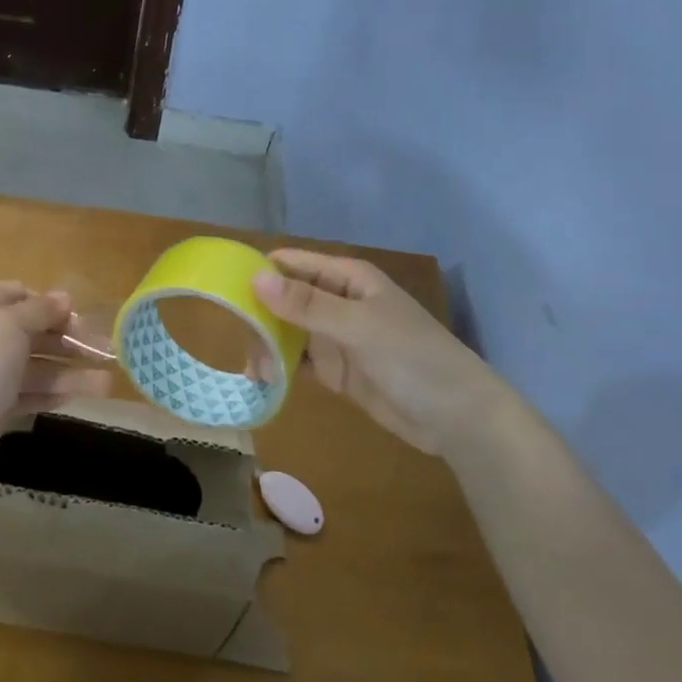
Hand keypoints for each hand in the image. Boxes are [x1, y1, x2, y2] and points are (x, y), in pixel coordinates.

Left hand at [0, 281, 110, 461]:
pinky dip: (57, 392)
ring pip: (36, 364)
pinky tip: (87, 395)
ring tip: (107, 383)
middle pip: (33, 330)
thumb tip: (64, 296)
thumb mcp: (12, 324)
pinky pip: (31, 391)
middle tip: (106, 350)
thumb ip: (41, 310)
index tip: (79, 318)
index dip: (51, 304)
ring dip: (71, 371)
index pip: (21, 294)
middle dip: (70, 340)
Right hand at [252, 249, 503, 455]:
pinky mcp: (337, 370)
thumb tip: (255, 279)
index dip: (259, 271)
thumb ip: (306, 304)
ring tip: (252, 366)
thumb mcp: (358, 326)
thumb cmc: (413, 357)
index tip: (223, 287)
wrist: (458, 418)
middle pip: (285, 297)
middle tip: (237, 337)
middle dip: (259, 314)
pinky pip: (300, 361)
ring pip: (288, 331)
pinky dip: (280, 368)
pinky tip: (263, 379)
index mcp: (347, 278)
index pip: (292, 263)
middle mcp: (337, 301)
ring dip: (267, 344)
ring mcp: (336, 337)